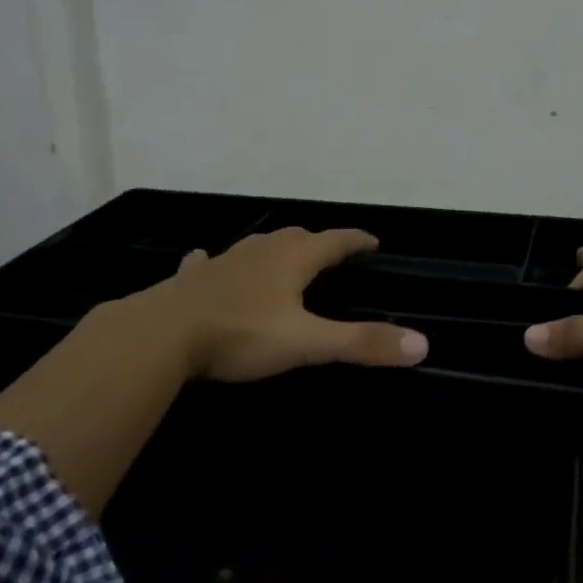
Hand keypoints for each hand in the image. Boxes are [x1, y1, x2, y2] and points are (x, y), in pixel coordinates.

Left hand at [153, 228, 428, 381]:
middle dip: (317, 242)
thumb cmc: (240, 334)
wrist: (161, 334)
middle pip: (296, 237)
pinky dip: (215, 262)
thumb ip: (361, 343)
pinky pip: (207, 263)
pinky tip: (206, 262)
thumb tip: (421, 344)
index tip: (373, 241)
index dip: (356, 240)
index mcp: (291, 260)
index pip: (334, 241)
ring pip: (255, 246)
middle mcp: (259, 252)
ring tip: (282, 257)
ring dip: (274, 249)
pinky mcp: (191, 279)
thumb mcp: (307, 343)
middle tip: (331, 253)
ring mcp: (222, 262)